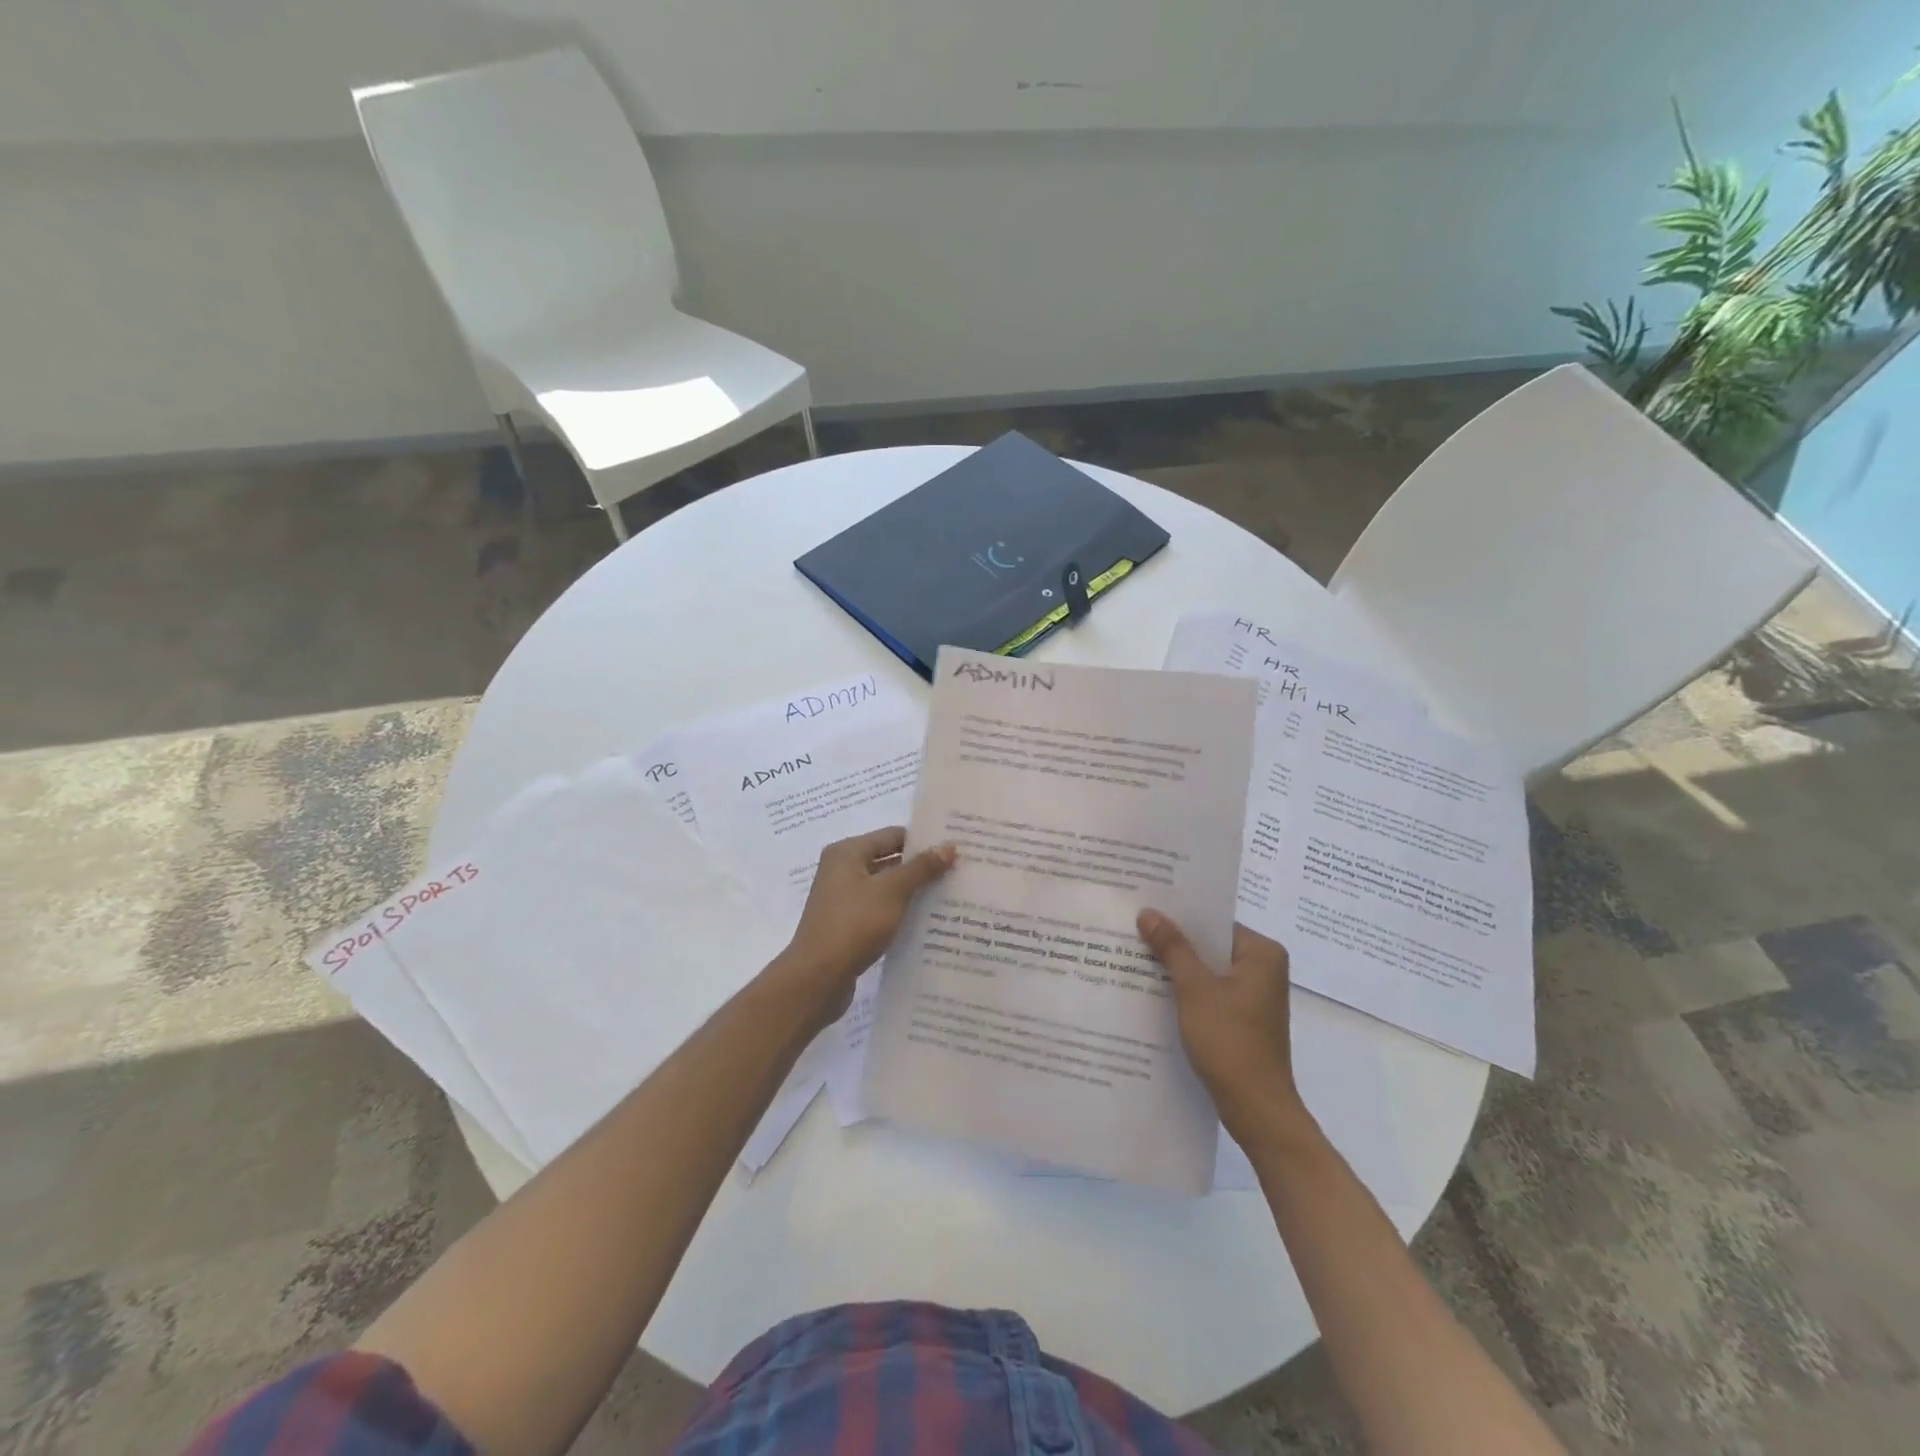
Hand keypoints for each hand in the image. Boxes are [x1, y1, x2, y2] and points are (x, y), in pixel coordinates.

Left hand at [779, 828, 955, 1021]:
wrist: (817, 978)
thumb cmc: (853, 924)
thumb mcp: (892, 891)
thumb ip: (921, 868)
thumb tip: (949, 847)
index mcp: (847, 853)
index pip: (892, 835)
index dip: (923, 840)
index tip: (954, 847)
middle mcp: (842, 871)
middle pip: (889, 860)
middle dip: (921, 867)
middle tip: (959, 870)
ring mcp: (843, 900)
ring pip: (886, 888)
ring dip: (912, 891)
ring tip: (950, 895)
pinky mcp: (848, 925)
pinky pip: (880, 910)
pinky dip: (900, 912)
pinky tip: (927, 921)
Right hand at [1136, 912, 1318, 1152]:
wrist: (1256, 1108)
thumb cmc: (1229, 1041)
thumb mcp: (1194, 989)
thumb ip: (1172, 947)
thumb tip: (1149, 912)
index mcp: (1262, 953)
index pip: (1214, 922)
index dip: (1179, 915)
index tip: (1146, 907)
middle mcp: (1264, 968)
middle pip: (1211, 944)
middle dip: (1175, 941)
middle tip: (1134, 928)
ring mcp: (1255, 995)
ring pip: (1209, 969)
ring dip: (1178, 966)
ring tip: (1136, 954)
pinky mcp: (1244, 1018)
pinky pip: (1211, 991)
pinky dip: (1188, 989)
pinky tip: (1155, 989)